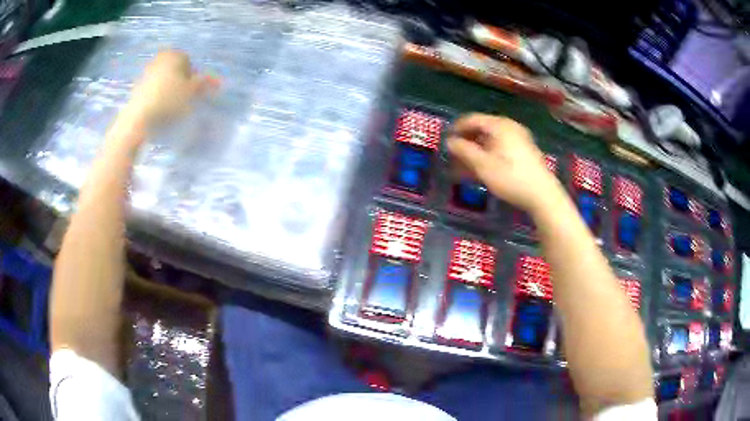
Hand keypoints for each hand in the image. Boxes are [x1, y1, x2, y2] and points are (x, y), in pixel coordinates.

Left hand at [126, 50, 215, 127]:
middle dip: (182, 81)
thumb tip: (219, 81)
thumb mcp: (191, 91)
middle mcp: (159, 59)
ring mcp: (146, 72)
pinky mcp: (137, 88)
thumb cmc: (168, 100)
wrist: (139, 117)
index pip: (189, 62)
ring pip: (164, 79)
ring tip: (173, 106)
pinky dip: (158, 96)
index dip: (194, 76)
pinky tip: (160, 109)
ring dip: (170, 89)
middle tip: (186, 98)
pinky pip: (153, 89)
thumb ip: (204, 84)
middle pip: (175, 69)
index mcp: (173, 54)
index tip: (196, 91)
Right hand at [447, 114, 565, 213]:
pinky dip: (489, 154)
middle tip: (454, 155)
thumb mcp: (483, 165)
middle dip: (466, 142)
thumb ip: (464, 151)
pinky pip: (501, 147)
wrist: (543, 195)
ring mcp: (520, 138)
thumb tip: (449, 141)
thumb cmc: (511, 178)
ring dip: (476, 150)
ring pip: (491, 140)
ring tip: (465, 165)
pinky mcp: (525, 151)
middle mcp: (510, 127)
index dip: (457, 128)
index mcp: (499, 125)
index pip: (472, 119)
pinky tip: (483, 168)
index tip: (446, 141)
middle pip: (482, 129)